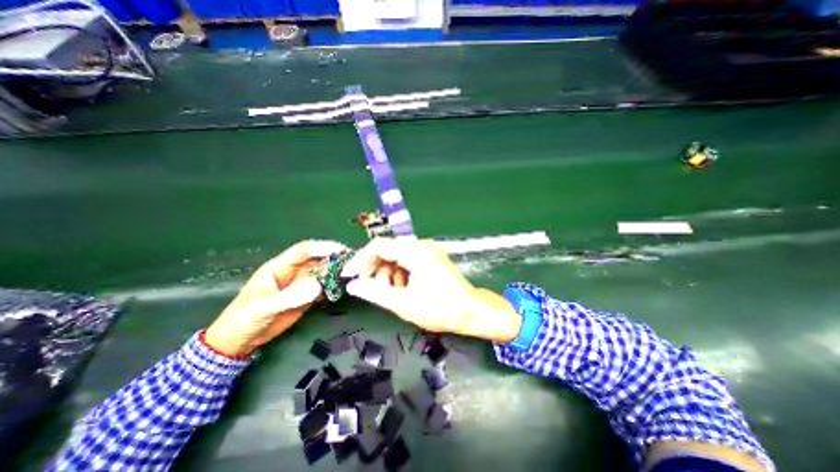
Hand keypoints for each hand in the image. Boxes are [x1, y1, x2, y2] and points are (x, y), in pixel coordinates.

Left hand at [204, 242, 346, 355]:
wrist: (239, 341)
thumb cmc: (244, 319)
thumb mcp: (264, 307)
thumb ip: (291, 296)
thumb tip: (318, 285)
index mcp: (279, 268)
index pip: (303, 251)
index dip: (321, 247)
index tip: (340, 249)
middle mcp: (293, 273)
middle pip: (316, 260)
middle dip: (333, 259)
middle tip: (352, 262)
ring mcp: (300, 286)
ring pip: (321, 273)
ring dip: (335, 273)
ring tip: (351, 274)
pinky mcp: (305, 298)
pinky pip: (322, 288)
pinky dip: (332, 287)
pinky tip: (341, 288)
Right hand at [339, 238, 521, 340]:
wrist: (470, 311)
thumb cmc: (440, 308)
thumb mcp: (403, 303)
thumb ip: (376, 293)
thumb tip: (354, 286)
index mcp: (415, 252)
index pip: (379, 246)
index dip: (360, 260)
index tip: (349, 276)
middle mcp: (421, 245)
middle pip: (387, 250)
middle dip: (375, 269)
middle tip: (368, 288)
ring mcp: (427, 250)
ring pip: (396, 256)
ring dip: (388, 273)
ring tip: (390, 293)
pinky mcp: (430, 257)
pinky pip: (407, 260)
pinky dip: (399, 273)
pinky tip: (402, 288)